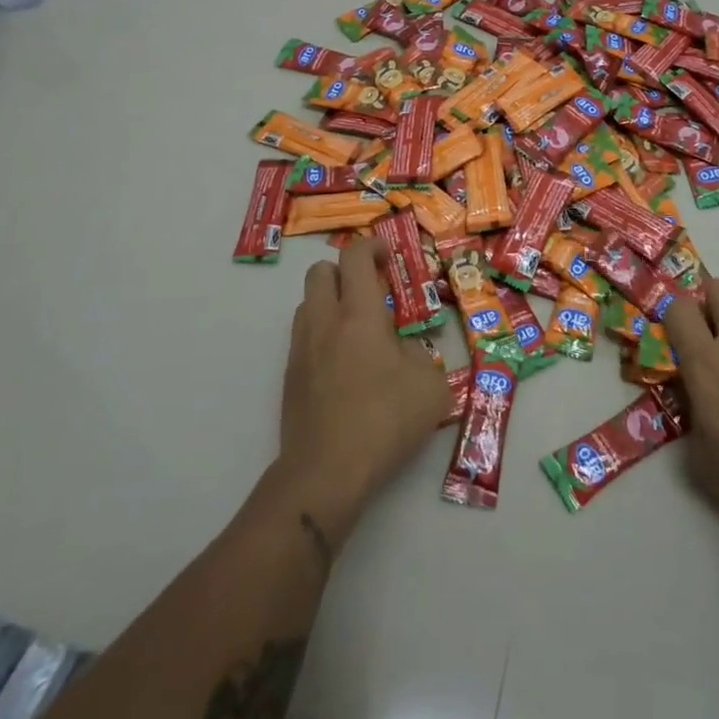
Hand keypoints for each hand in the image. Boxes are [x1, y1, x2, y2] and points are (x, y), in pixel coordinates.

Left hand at [278, 238, 450, 533]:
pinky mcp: (289, 376)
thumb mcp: (429, 386)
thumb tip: (404, 349)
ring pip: (307, 303)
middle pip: (320, 271)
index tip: (388, 256)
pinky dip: (322, 334)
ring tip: (357, 328)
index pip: (355, 257)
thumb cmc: (384, 421)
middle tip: (371, 290)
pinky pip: (303, 336)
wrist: (326, 472)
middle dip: (345, 270)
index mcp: (359, 315)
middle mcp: (324, 322)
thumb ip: (421, 354)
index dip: (372, 246)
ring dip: (330, 301)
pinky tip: (344, 364)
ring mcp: (301, 349)